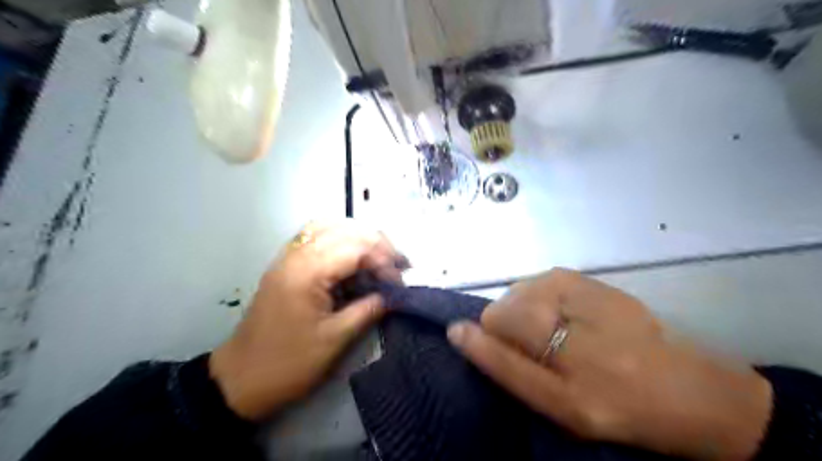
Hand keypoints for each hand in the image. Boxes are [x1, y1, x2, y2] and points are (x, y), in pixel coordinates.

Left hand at [210, 220, 403, 420]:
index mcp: (308, 271)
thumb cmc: (289, 363)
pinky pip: (315, 237)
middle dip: (377, 244)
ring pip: (329, 226)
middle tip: (396, 266)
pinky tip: (352, 257)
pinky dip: (339, 240)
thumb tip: (394, 295)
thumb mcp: (335, 340)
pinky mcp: (285, 265)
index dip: (384, 262)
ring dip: (358, 237)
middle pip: (345, 229)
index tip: (398, 285)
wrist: (239, 380)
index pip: (357, 248)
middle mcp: (296, 254)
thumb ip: (368, 310)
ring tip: (378, 257)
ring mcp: (288, 257)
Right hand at [447, 269, 774, 458]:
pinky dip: (538, 295)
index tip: (470, 339)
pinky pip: (541, 281)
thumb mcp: (559, 408)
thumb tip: (460, 331)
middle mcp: (582, 340)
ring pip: (520, 292)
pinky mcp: (596, 281)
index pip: (501, 347)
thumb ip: (508, 369)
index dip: (480, 343)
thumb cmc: (618, 406)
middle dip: (506, 328)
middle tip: (534, 347)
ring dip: (521, 310)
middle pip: (505, 312)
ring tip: (549, 330)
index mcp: (573, 390)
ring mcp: (590, 299)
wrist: (692, 390)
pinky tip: (560, 311)